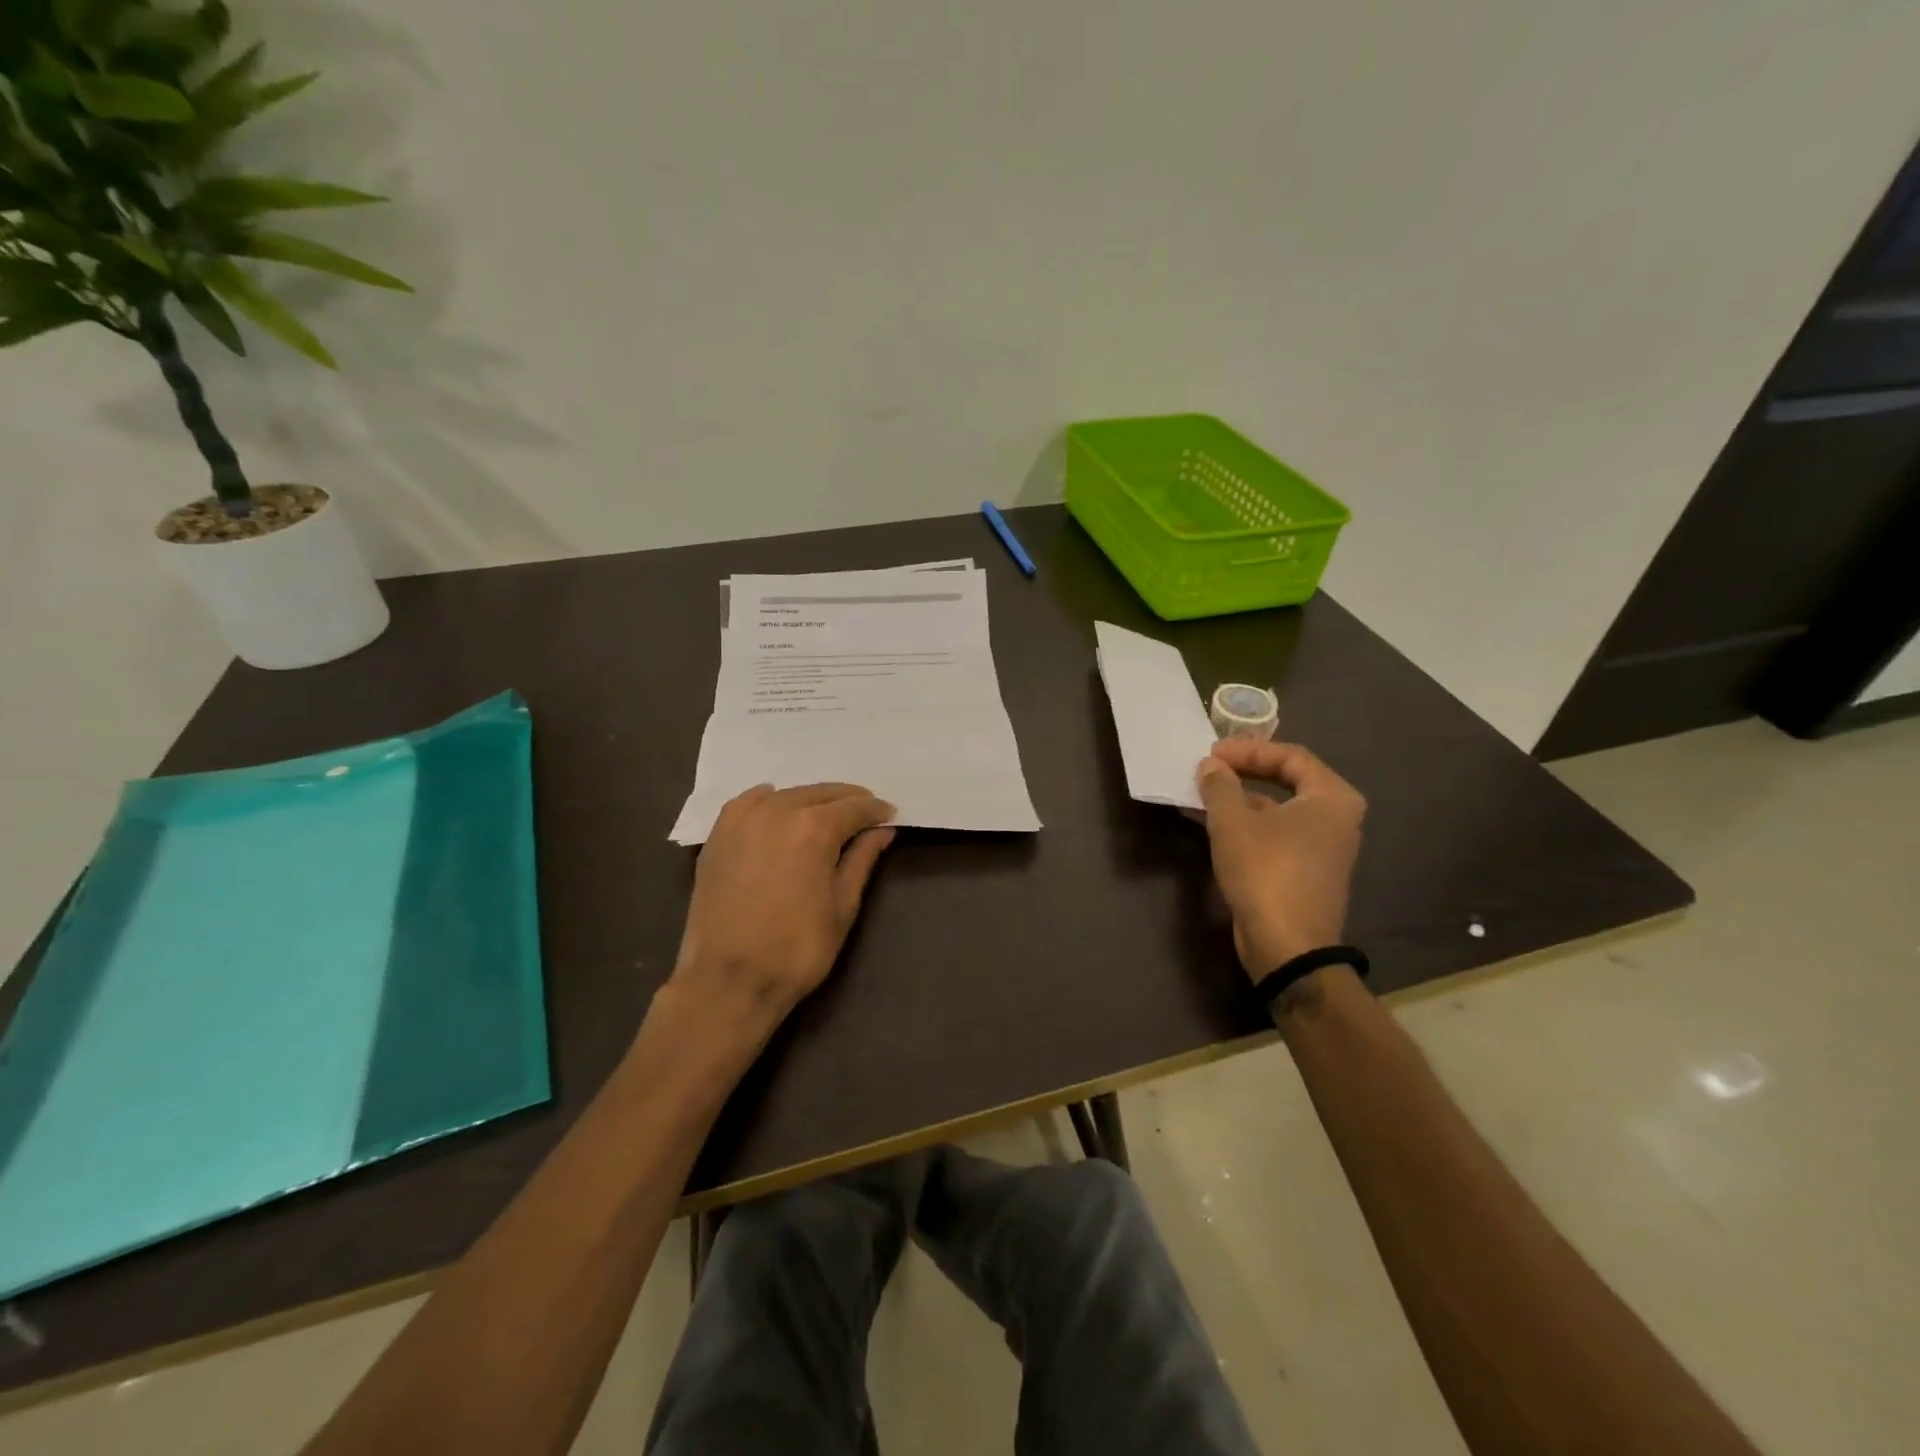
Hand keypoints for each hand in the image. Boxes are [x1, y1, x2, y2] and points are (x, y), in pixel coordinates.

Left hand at [673, 783, 896, 1026]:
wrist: (729, 981)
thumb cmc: (797, 949)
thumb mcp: (843, 906)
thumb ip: (862, 860)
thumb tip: (882, 830)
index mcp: (814, 828)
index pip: (853, 807)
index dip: (875, 810)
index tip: (889, 814)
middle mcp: (778, 812)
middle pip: (820, 794)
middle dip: (846, 800)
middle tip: (864, 811)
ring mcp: (743, 822)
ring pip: (786, 795)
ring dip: (810, 799)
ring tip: (825, 813)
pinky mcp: (718, 837)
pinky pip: (747, 803)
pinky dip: (768, 800)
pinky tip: (776, 806)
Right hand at [1196, 740, 1366, 978]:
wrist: (1287, 946)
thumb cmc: (1265, 871)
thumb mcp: (1232, 822)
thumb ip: (1220, 786)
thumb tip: (1211, 765)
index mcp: (1332, 797)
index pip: (1290, 756)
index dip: (1248, 750)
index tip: (1211, 753)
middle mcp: (1336, 818)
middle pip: (1288, 779)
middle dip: (1245, 771)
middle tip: (1210, 767)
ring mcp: (1323, 847)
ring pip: (1278, 809)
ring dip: (1240, 799)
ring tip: (1203, 794)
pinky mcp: (1306, 871)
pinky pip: (1275, 833)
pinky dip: (1247, 824)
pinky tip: (1213, 824)